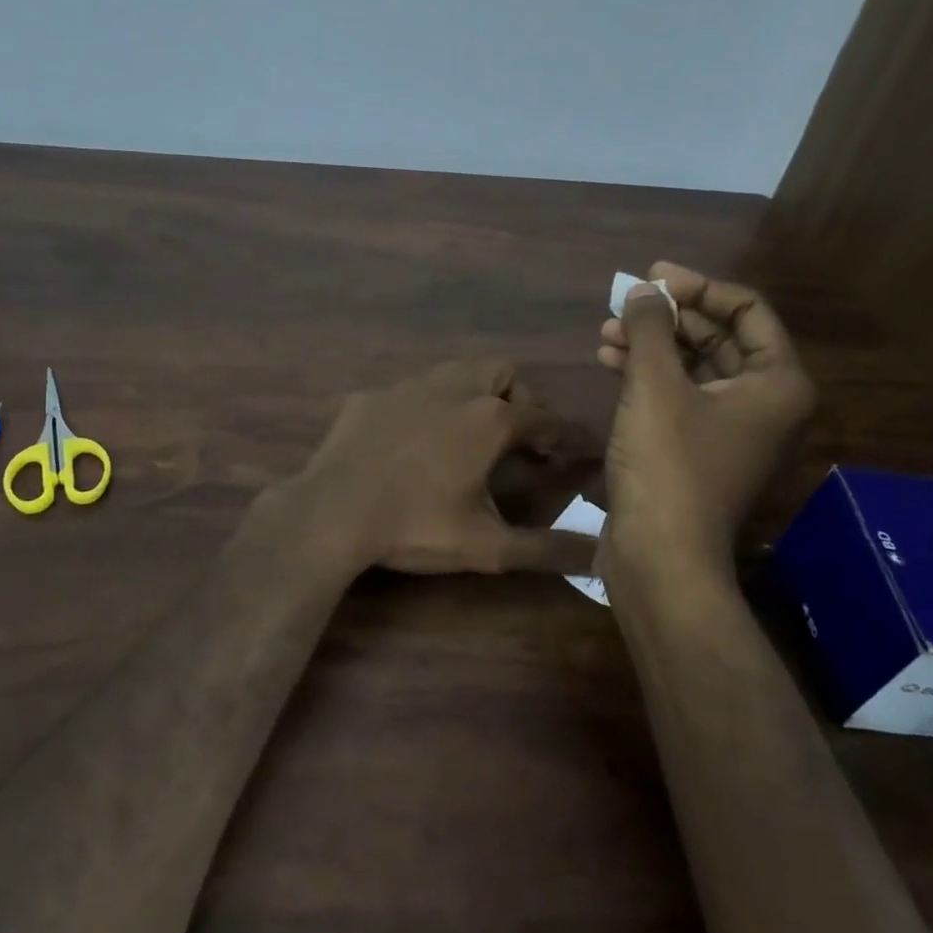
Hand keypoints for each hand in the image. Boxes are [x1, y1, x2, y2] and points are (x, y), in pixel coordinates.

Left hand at [293, 360, 600, 574]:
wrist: (332, 512)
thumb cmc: (416, 526)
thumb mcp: (487, 546)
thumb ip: (546, 550)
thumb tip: (600, 560)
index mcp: (489, 419)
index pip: (546, 419)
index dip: (568, 436)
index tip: (580, 451)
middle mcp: (452, 388)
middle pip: (502, 373)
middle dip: (520, 399)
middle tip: (519, 438)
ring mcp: (406, 387)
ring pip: (454, 372)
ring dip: (473, 394)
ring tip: (469, 434)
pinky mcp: (370, 397)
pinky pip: (408, 391)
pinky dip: (424, 408)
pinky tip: (411, 441)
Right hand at [597, 262, 814, 576]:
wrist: (661, 557)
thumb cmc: (668, 465)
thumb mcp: (655, 387)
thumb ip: (650, 328)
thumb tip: (645, 289)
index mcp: (777, 383)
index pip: (747, 310)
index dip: (698, 287)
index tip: (652, 277)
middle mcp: (764, 402)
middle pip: (719, 337)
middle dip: (668, 317)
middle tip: (624, 303)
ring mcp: (731, 429)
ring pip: (693, 367)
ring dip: (651, 345)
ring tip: (606, 331)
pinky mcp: (698, 450)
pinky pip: (678, 396)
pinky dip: (647, 376)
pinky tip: (609, 362)